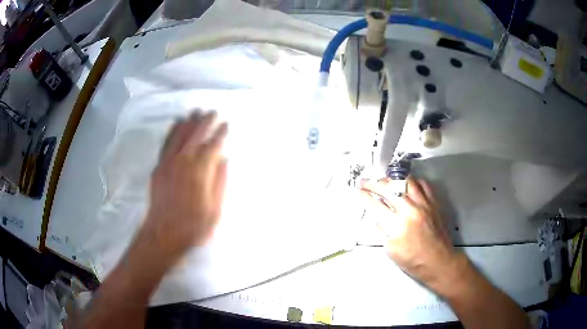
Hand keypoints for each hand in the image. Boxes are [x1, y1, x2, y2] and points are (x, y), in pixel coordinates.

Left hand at [133, 111, 227, 266]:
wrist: (164, 233)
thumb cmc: (194, 225)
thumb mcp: (215, 208)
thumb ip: (220, 181)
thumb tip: (223, 159)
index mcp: (200, 170)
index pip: (213, 145)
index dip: (220, 133)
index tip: (226, 124)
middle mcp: (184, 161)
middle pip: (195, 134)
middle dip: (205, 121)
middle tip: (212, 112)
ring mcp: (168, 162)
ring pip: (179, 135)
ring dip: (188, 122)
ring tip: (195, 111)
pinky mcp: (159, 167)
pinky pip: (166, 143)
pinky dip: (172, 131)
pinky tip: (176, 124)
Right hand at [360, 177, 462, 290]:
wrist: (439, 261)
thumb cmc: (413, 261)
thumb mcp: (390, 250)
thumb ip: (382, 231)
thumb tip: (376, 217)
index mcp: (397, 225)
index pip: (375, 205)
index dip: (363, 196)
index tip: (356, 191)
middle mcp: (410, 209)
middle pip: (389, 189)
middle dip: (373, 183)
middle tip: (365, 182)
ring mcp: (424, 204)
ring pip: (406, 181)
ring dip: (392, 179)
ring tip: (385, 181)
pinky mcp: (434, 203)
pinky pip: (423, 185)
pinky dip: (413, 182)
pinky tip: (407, 185)